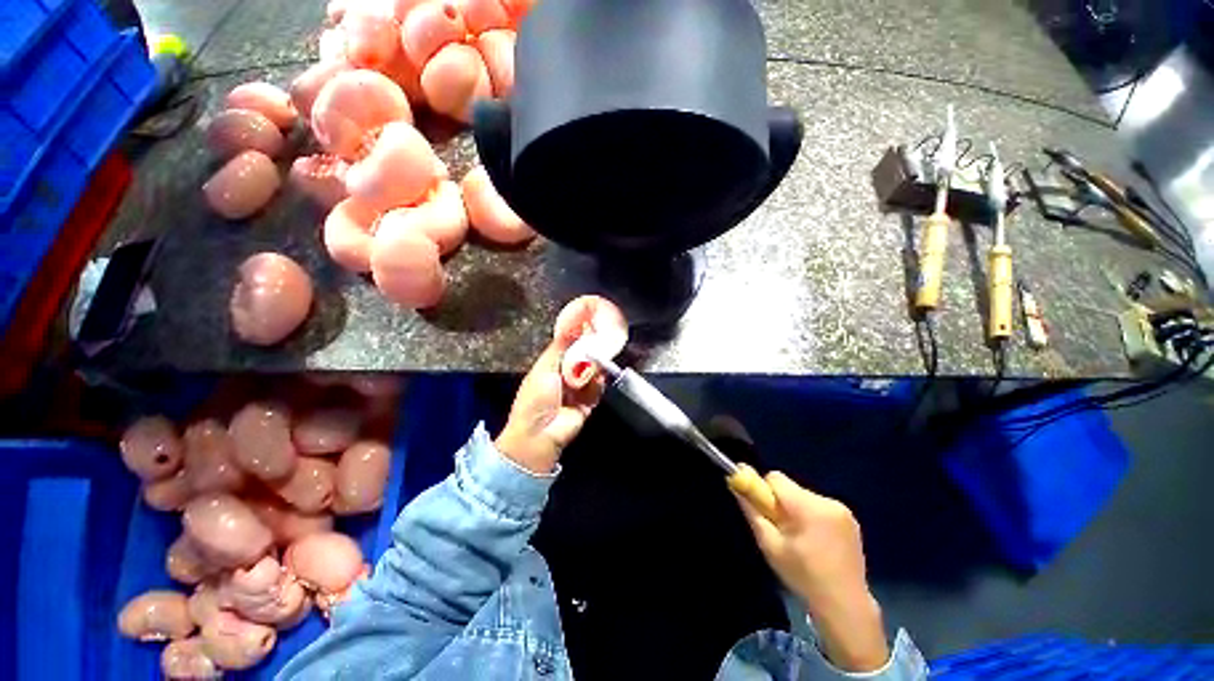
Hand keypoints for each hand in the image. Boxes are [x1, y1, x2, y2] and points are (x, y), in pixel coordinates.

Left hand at [494, 296, 626, 473]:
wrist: (539, 435)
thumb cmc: (536, 398)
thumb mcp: (544, 368)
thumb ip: (561, 347)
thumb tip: (572, 325)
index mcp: (551, 365)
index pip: (569, 346)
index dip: (579, 336)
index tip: (592, 324)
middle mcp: (566, 375)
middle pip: (583, 358)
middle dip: (591, 352)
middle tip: (601, 343)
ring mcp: (578, 389)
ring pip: (593, 373)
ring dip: (594, 369)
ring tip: (596, 367)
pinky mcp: (589, 403)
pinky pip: (598, 389)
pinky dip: (598, 385)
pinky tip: (597, 381)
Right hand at [737, 472, 888, 672]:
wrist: (845, 606)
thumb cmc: (803, 576)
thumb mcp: (770, 545)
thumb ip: (752, 511)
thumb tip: (735, 484)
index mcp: (807, 507)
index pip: (775, 478)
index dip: (764, 491)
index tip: (765, 512)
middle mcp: (827, 501)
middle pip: (790, 488)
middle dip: (780, 503)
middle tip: (781, 531)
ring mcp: (843, 510)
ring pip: (804, 497)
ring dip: (796, 511)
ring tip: (800, 540)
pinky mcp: (851, 520)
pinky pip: (820, 507)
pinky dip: (812, 517)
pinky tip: (816, 542)